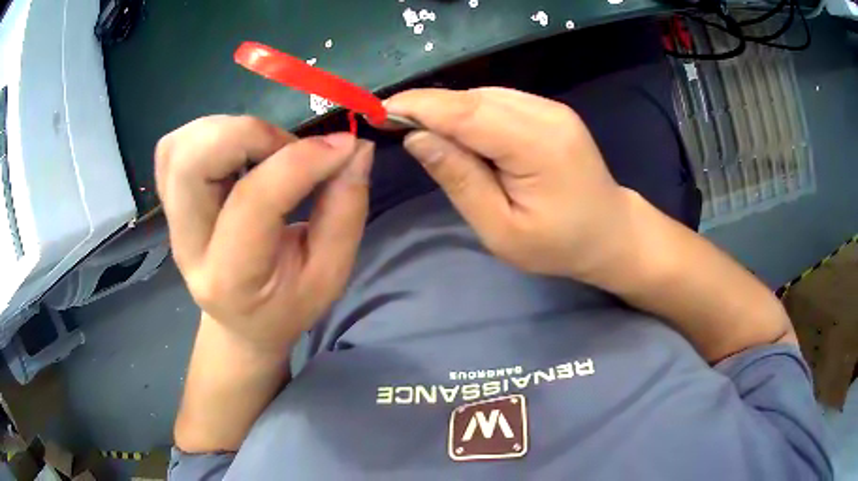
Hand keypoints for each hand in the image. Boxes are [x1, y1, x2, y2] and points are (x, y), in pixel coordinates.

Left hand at [155, 116, 373, 354]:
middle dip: (249, 135)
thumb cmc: (287, 305)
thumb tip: (355, 147)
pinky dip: (207, 134)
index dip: (301, 161)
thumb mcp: (330, 274)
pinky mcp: (167, 201)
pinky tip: (234, 152)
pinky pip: (172, 148)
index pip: (253, 202)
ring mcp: (170, 221)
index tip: (344, 147)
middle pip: (192, 163)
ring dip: (228, 131)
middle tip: (287, 150)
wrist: (240, 320)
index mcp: (230, 278)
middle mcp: (187, 245)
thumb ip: (346, 210)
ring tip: (263, 151)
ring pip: (178, 147)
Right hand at [385, 88, 632, 280]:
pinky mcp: (550, 111)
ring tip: (422, 132)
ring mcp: (551, 108)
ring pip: (483, 96)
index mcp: (537, 145)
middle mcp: (545, 114)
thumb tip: (417, 138)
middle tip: (391, 124)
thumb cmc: (558, 245)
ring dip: (448, 111)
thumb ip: (459, 179)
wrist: (611, 233)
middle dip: (427, 107)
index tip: (376, 111)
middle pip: (472, 98)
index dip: (417, 107)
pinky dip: (470, 113)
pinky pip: (499, 102)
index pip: (465, 112)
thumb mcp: (500, 229)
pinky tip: (460, 134)